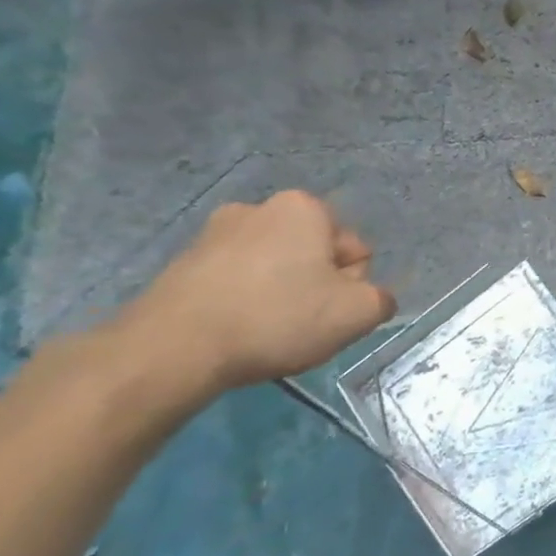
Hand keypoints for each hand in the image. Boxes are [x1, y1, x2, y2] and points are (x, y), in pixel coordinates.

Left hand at [119, 190, 397, 393]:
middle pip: (313, 254)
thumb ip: (382, 299)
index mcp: (304, 207)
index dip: (351, 286)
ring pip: (275, 267)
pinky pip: (237, 280)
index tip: (330, 312)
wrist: (173, 348)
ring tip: (266, 332)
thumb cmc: (277, 319)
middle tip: (302, 324)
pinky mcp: (183, 263)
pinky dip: (244, 301)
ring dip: (280, 294)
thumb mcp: (357, 314)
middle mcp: (259, 207)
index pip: (354, 250)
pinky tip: (236, 331)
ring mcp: (214, 232)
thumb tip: (371, 298)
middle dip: (316, 286)